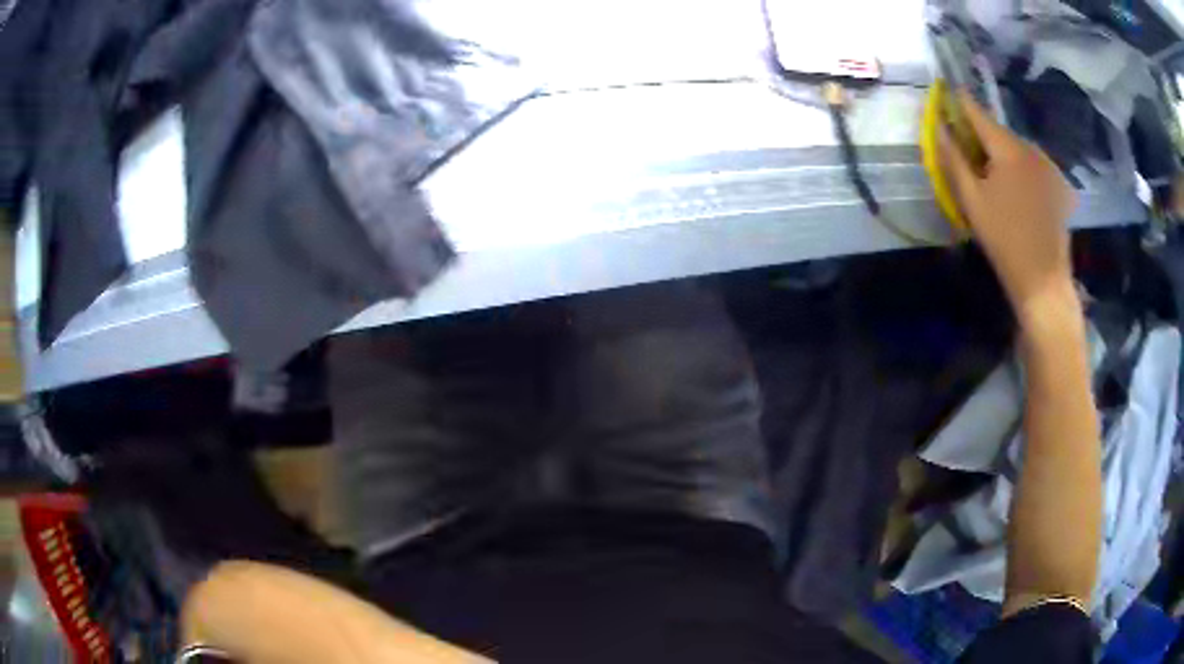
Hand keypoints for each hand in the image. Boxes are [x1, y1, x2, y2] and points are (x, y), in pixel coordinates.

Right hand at [940, 92, 1078, 326]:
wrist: (1044, 282)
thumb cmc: (1004, 241)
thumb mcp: (972, 201)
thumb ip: (953, 159)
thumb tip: (937, 126)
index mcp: (1008, 148)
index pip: (977, 112)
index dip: (959, 102)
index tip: (946, 93)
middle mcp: (1031, 148)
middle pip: (999, 131)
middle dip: (982, 135)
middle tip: (967, 148)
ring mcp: (1048, 166)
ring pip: (1017, 148)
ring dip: (1002, 152)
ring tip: (993, 173)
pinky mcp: (1058, 184)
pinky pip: (1032, 164)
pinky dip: (1020, 167)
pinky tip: (1016, 189)